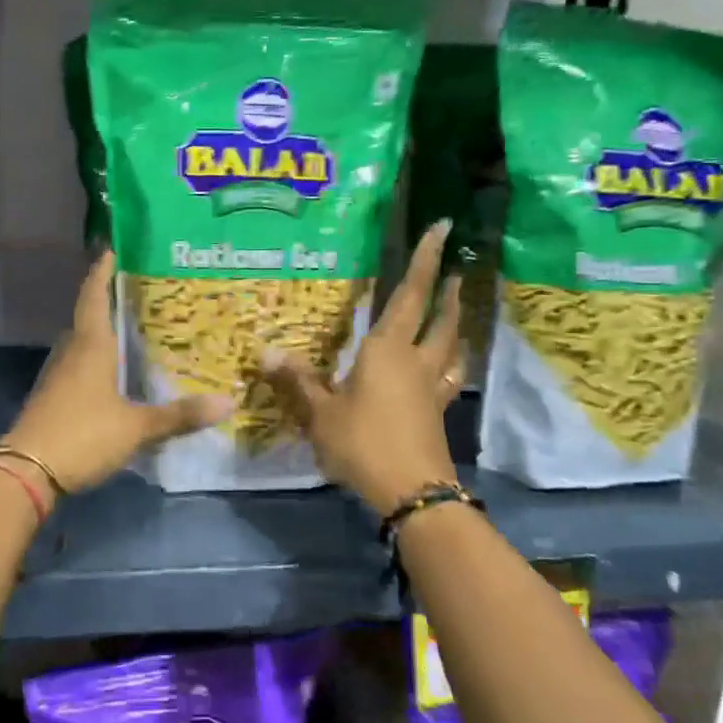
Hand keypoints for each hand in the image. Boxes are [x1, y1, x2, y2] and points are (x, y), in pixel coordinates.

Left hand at [2, 250, 231, 493]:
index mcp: (90, 345)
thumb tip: (227, 404)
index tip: (112, 248)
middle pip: (88, 316)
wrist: (26, 472)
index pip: (94, 295)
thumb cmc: (82, 435)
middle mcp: (71, 352)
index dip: (102, 270)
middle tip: (141, 290)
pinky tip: (115, 372)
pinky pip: (79, 365)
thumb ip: (179, 415)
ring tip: (134, 327)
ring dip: (103, 331)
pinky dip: (97, 359)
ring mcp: (58, 375)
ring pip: (83, 342)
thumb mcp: (136, 427)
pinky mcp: (53, 397)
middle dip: (110, 300)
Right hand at [261, 221, 464, 516]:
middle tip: (453, 271)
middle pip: (440, 319)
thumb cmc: (364, 444)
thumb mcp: (320, 414)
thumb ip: (298, 382)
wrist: (412, 493)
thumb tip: (267, 352)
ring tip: (454, 311)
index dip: (424, 260)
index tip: (442, 229)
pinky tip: (447, 368)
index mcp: (387, 351)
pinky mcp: (438, 414)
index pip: (409, 295)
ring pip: (451, 347)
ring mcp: (432, 389)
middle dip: (446, 293)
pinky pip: (449, 377)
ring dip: (454, 324)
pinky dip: (451, 363)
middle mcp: (416, 362)